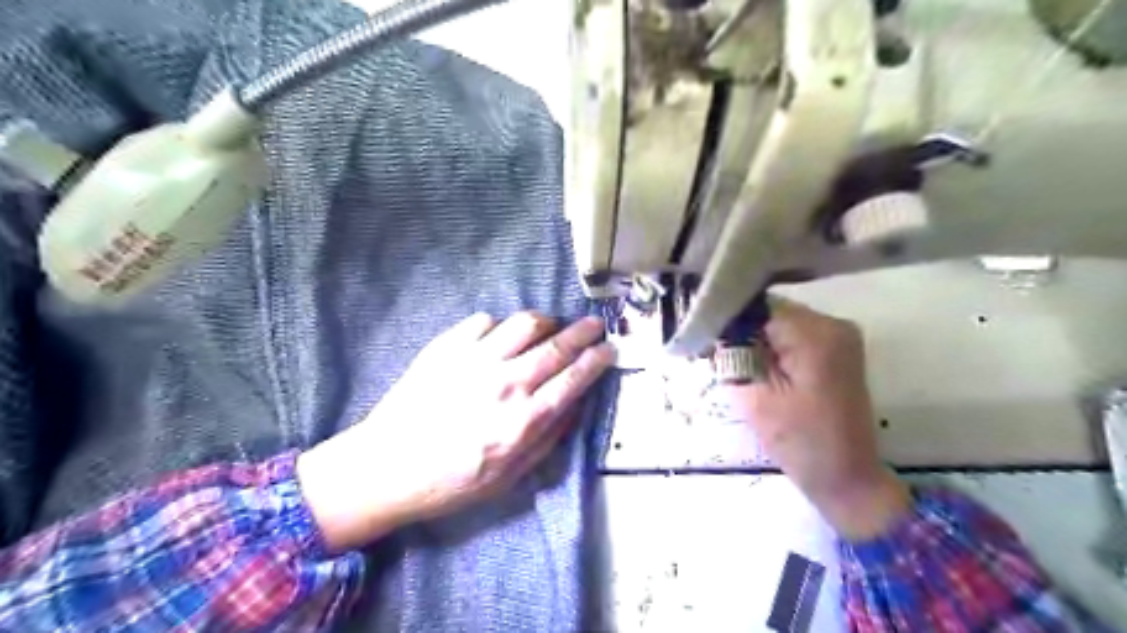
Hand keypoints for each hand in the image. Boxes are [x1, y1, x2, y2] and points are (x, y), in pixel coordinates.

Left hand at [295, 315, 613, 551]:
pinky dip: (500, 326)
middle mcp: (506, 383)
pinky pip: (485, 321)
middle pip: (557, 345)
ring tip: (549, 328)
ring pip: (525, 323)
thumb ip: (549, 438)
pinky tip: (500, 338)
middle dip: (584, 331)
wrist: (388, 467)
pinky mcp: (447, 347)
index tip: (609, 348)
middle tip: (595, 325)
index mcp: (524, 420)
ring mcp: (475, 360)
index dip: (597, 359)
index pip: (574, 378)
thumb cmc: (453, 481)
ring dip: (546, 322)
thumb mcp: (511, 476)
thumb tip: (576, 404)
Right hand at [722, 300, 913, 535]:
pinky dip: (772, 348)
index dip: (728, 322)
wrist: (848, 479)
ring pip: (779, 323)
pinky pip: (793, 336)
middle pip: (770, 312)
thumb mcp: (755, 398)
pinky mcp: (837, 350)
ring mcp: (839, 335)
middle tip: (717, 358)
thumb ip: (733, 357)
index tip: (706, 342)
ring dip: (755, 340)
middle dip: (741, 331)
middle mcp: (832, 323)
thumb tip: (715, 329)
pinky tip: (759, 369)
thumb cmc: (801, 443)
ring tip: (735, 366)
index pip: (757, 308)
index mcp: (815, 333)